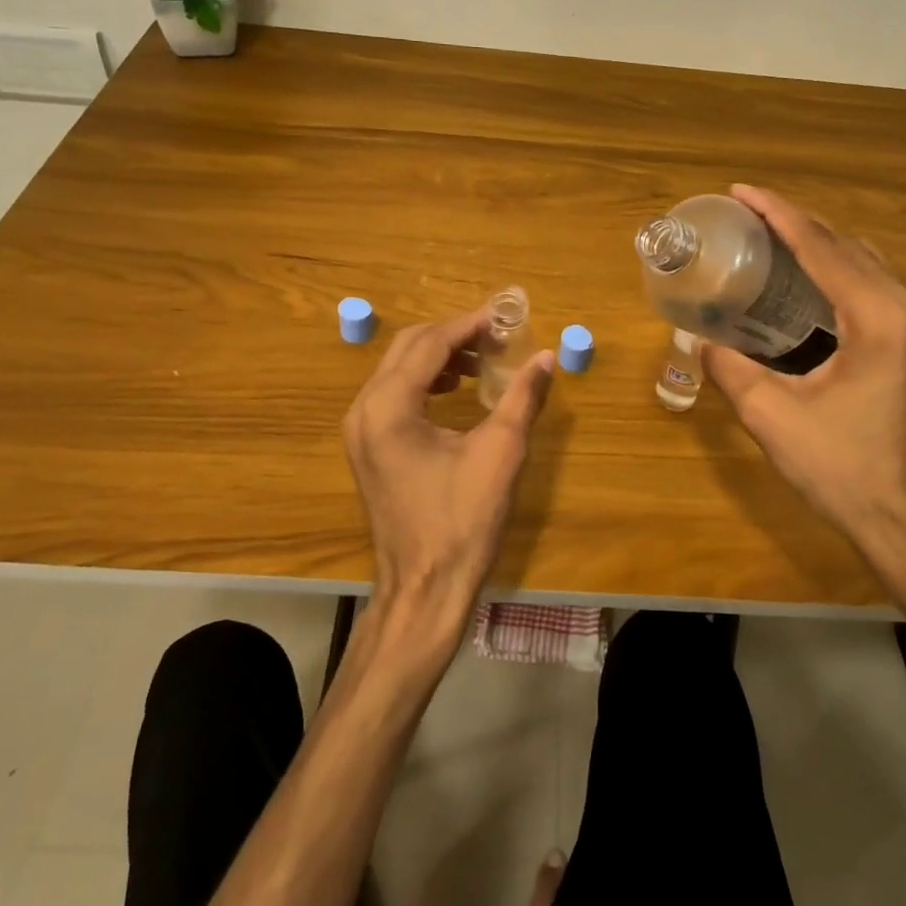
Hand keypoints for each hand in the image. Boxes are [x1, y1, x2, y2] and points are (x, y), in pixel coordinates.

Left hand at [343, 310, 555, 632]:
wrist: (424, 589)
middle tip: (496, 337)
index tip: (504, 316)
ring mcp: (360, 430)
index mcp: (389, 407)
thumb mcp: (500, 454)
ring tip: (483, 363)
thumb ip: (522, 398)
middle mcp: (364, 409)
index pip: (430, 344)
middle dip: (453, 336)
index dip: (469, 325)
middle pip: (408, 348)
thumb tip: (545, 358)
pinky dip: (425, 381)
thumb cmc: (462, 522)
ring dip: (439, 357)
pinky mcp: (367, 447)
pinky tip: (456, 391)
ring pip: (398, 369)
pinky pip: (393, 394)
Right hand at [701, 184, 905, 598]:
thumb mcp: (770, 416)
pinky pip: (874, 286)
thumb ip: (729, 369)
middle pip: (848, 245)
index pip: (822, 247)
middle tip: (748, 215)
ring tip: (772, 240)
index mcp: (877, 319)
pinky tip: (806, 283)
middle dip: (797, 222)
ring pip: (866, 262)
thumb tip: (697, 340)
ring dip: (820, 243)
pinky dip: (838, 269)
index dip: (778, 214)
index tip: (740, 192)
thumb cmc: (840, 469)